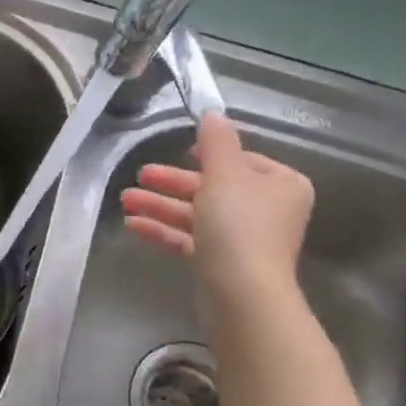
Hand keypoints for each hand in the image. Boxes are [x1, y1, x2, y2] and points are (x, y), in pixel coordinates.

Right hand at [120, 112, 314, 319]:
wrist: (241, 292)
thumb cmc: (239, 225)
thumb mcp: (224, 174)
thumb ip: (216, 142)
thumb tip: (213, 112)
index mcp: (280, 184)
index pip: (243, 161)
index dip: (209, 154)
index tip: (180, 151)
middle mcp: (266, 210)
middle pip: (213, 187)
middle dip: (172, 183)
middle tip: (139, 175)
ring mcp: (243, 239)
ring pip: (196, 214)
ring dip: (160, 205)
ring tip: (125, 200)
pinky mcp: (220, 263)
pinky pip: (189, 239)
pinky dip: (163, 230)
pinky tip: (133, 224)